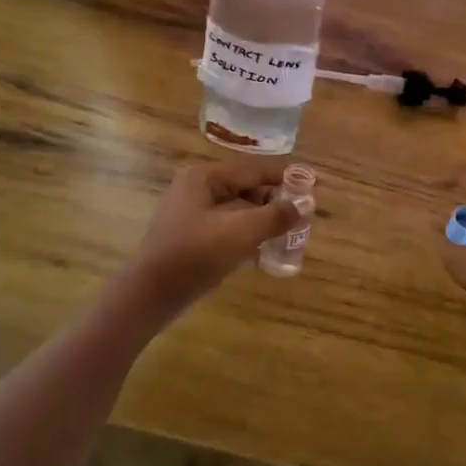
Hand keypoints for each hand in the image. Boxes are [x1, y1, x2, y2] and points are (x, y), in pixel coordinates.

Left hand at [118, 160, 300, 313]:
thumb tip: (305, 204)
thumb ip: (275, 216)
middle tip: (304, 214)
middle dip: (275, 201)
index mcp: (204, 177)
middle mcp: (197, 188)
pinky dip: (249, 235)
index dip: (285, 176)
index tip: (314, 182)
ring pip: (239, 210)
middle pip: (247, 189)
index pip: (254, 170)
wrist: (151, 296)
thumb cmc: (195, 255)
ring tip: (291, 233)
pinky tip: (267, 249)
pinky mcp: (193, 237)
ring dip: (264, 220)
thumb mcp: (241, 232)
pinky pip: (229, 228)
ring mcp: (193, 214)